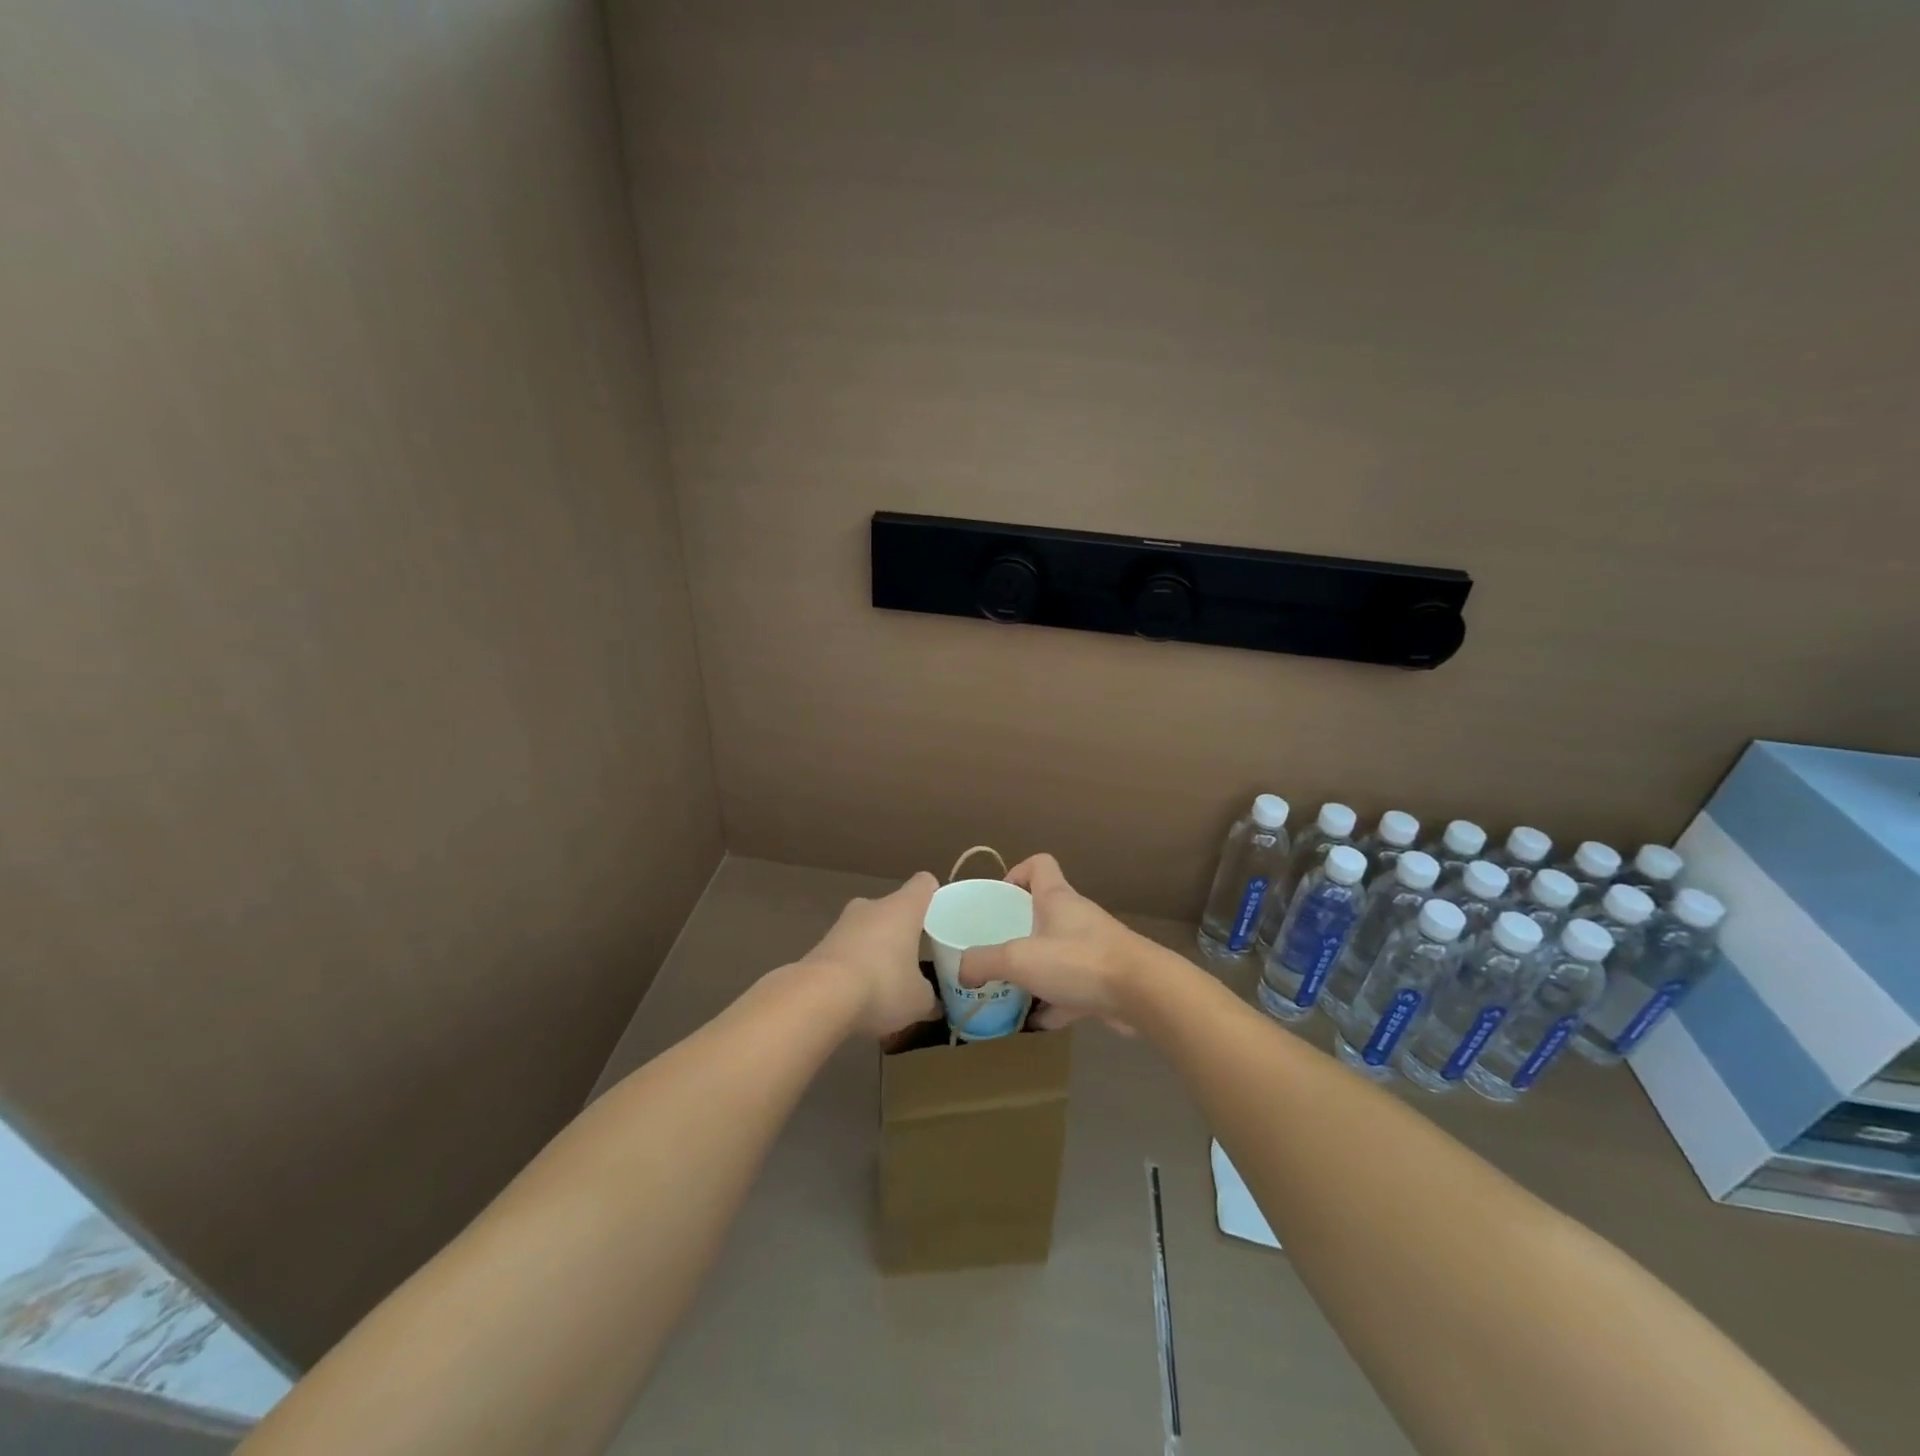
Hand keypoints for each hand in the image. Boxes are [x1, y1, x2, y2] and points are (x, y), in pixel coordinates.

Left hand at [797, 872, 941, 1037]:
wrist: (818, 998)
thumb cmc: (882, 986)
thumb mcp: (919, 1001)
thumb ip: (930, 998)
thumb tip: (935, 1004)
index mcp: (903, 908)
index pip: (924, 884)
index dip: (934, 896)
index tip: (942, 918)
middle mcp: (872, 906)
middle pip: (894, 908)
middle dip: (904, 930)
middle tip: (916, 958)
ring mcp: (842, 924)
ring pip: (868, 929)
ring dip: (877, 949)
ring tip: (887, 983)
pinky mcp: (820, 945)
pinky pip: (847, 951)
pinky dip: (855, 966)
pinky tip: (859, 995)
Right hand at [958, 855, 1147, 1030]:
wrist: (1143, 993)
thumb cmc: (1078, 961)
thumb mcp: (1019, 959)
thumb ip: (984, 962)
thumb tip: (963, 970)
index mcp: (1057, 899)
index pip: (1039, 865)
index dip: (1017, 873)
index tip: (999, 897)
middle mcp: (1076, 918)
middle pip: (1045, 911)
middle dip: (1018, 929)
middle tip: (994, 950)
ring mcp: (1094, 949)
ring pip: (1058, 952)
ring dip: (1036, 969)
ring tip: (1010, 988)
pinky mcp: (1106, 980)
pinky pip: (1073, 988)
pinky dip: (1056, 1003)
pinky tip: (1038, 1023)